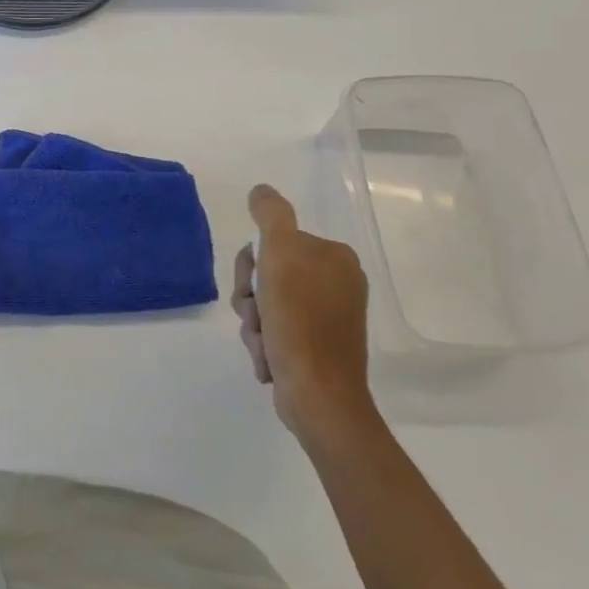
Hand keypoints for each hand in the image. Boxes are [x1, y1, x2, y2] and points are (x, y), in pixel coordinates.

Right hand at [232, 185, 375, 440]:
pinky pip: (278, 333)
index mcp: (335, 258)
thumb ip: (270, 216)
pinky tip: (269, 360)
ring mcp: (329, 318)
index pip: (274, 244)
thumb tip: (260, 191)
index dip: (252, 265)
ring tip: (263, 345)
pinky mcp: (319, 348)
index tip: (253, 288)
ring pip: (268, 306)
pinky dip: (266, 345)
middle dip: (251, 300)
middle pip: (269, 275)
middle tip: (255, 317)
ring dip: (254, 324)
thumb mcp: (279, 255)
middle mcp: (337, 283)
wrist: (319, 398)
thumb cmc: (299, 322)